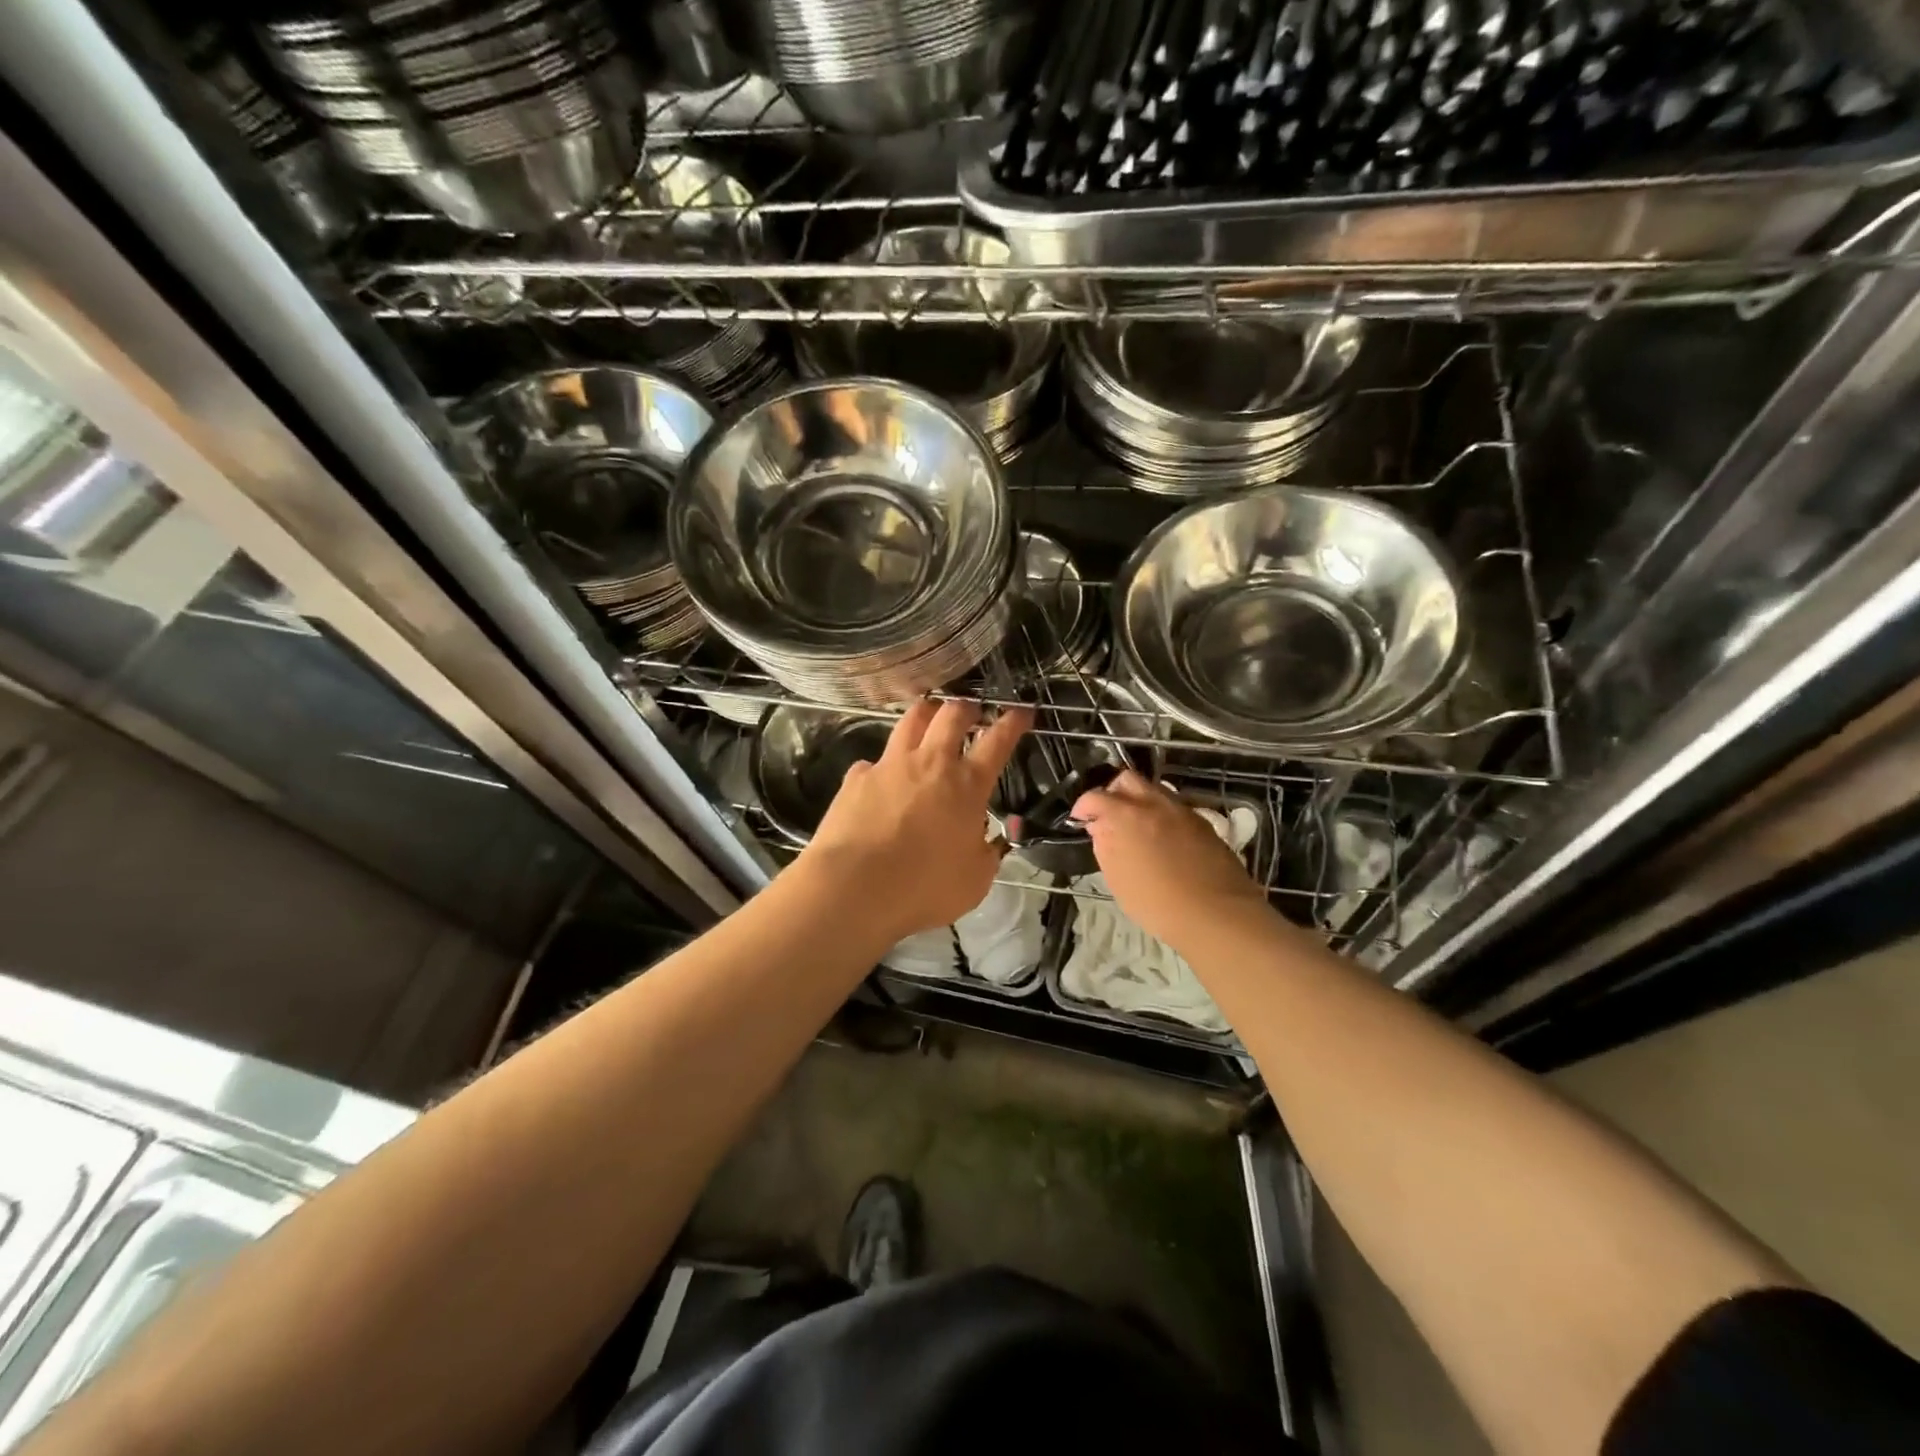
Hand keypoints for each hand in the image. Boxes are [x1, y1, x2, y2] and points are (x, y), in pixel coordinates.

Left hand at [799, 699, 1030, 940]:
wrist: (854, 886)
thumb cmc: (924, 887)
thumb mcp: (974, 880)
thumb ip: (985, 855)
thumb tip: (987, 843)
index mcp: (967, 785)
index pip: (998, 742)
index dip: (1013, 723)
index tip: (1022, 711)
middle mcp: (930, 763)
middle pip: (952, 715)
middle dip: (967, 707)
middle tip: (972, 710)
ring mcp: (890, 765)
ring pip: (911, 721)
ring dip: (926, 714)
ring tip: (929, 716)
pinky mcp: (856, 778)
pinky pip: (873, 761)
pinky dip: (882, 764)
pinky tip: (880, 777)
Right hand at [1071, 770, 1268, 950]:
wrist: (1217, 914)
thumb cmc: (1157, 902)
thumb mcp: (1117, 880)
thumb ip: (1105, 846)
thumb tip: (1100, 828)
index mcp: (1126, 815)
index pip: (1095, 796)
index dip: (1083, 806)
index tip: (1081, 820)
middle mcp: (1154, 803)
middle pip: (1127, 780)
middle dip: (1113, 792)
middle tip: (1108, 816)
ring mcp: (1182, 811)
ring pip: (1154, 791)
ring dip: (1140, 802)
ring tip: (1136, 829)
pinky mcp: (1203, 823)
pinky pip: (1175, 808)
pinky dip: (1162, 816)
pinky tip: (1162, 841)